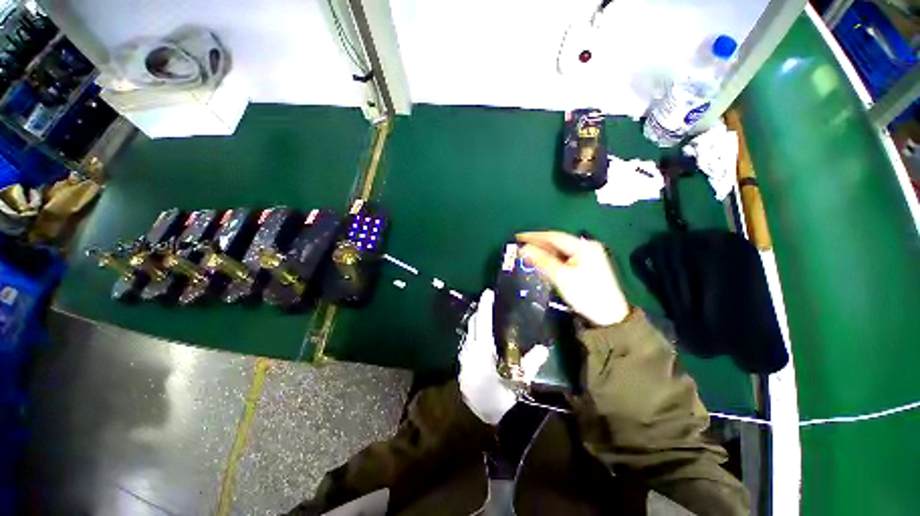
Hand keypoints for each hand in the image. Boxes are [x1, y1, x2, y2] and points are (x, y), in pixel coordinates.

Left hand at [458, 289, 549, 424]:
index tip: (488, 292)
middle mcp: (470, 351)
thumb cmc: (503, 398)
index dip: (486, 305)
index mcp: (482, 350)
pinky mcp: (462, 367)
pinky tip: (480, 338)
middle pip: (473, 324)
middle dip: (480, 311)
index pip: (483, 321)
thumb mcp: (520, 380)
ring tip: (485, 316)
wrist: (484, 422)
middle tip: (488, 302)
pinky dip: (473, 335)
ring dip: (476, 322)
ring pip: (468, 333)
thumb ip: (531, 363)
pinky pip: (467, 343)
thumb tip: (544, 348)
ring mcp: (464, 359)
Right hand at [517, 231, 629, 326]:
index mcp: (583, 246)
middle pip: (558, 242)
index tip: (518, 237)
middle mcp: (587, 247)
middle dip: (538, 243)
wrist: (609, 316)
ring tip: (527, 252)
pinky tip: (542, 261)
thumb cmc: (585, 294)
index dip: (534, 236)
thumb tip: (523, 249)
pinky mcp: (587, 265)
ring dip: (544, 251)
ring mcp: (588, 256)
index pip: (554, 236)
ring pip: (561, 250)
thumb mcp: (561, 276)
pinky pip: (565, 257)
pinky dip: (552, 258)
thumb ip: (541, 260)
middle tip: (520, 245)